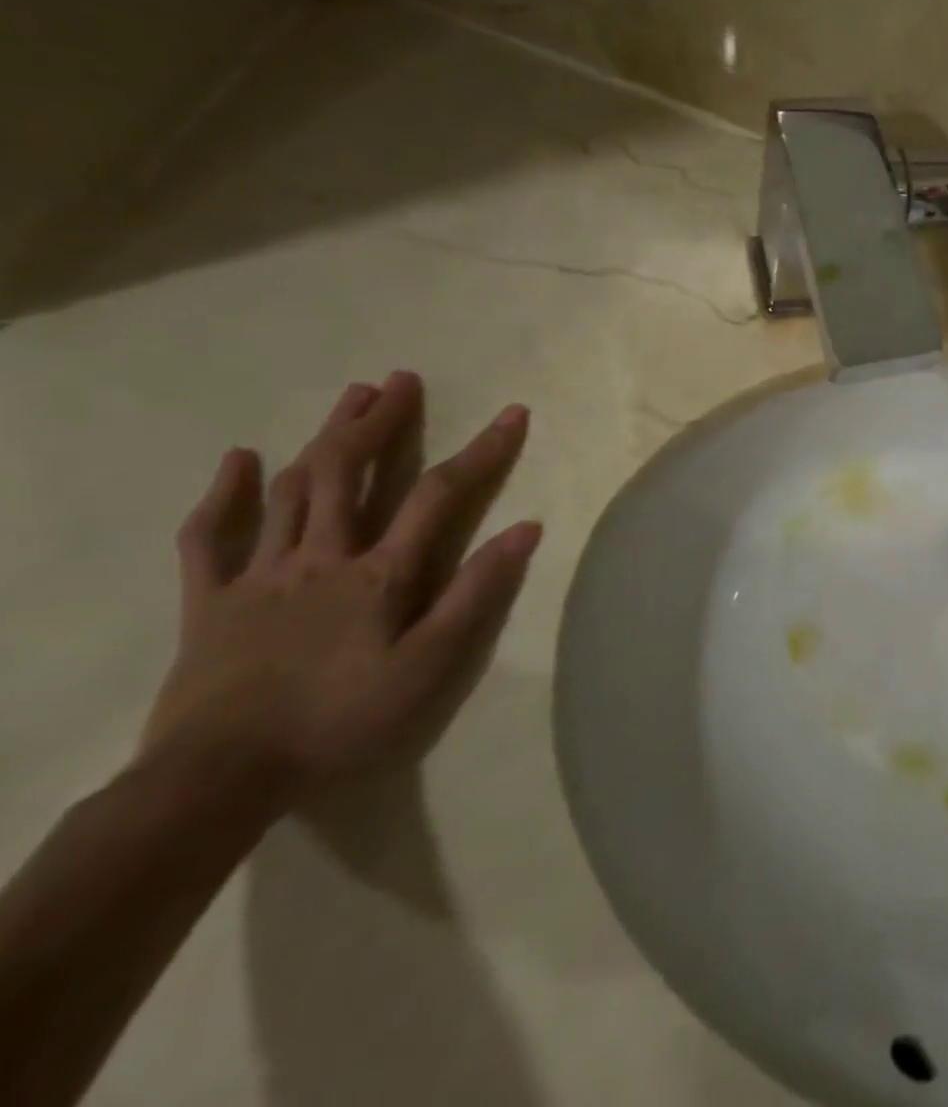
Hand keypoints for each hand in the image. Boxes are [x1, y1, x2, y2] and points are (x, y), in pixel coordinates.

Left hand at [142, 372, 541, 804]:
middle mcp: (322, 557)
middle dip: (381, 422)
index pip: (440, 494)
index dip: (481, 450)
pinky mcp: (208, 602)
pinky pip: (210, 538)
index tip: (513, 413)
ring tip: (350, 398)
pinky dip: (223, 495)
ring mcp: (259, 575)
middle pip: (351, 473)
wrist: (218, 780)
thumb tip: (526, 528)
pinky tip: (239, 460)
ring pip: (292, 490)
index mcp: (380, 574)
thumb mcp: (430, 665)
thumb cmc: (341, 721)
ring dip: (324, 439)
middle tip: (401, 381)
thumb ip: (476, 593)